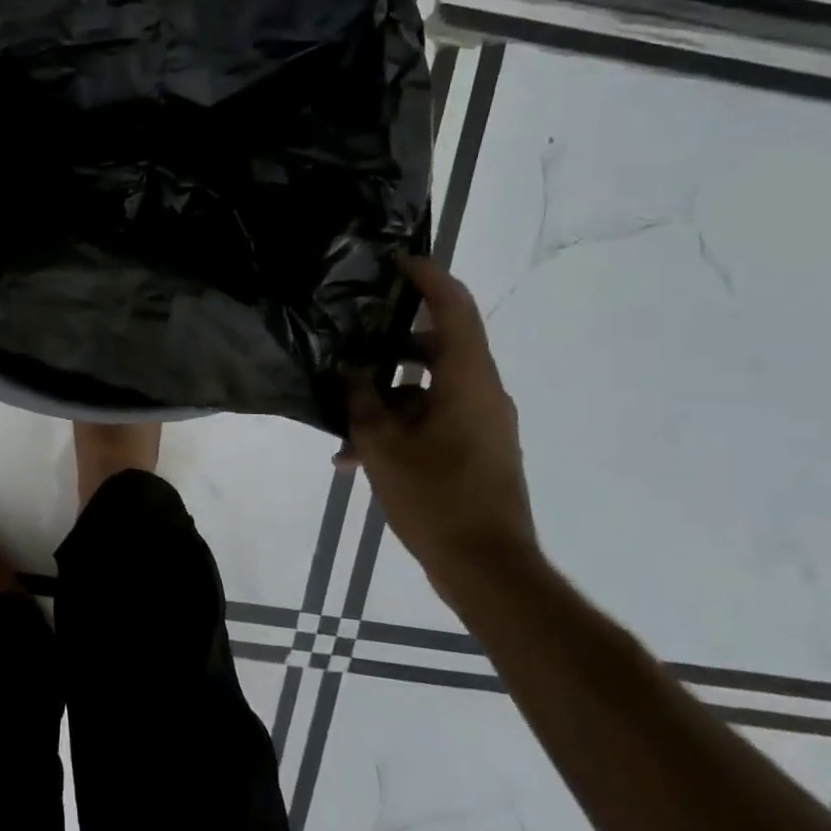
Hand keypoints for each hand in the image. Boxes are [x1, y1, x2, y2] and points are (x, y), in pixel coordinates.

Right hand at [340, 258, 540, 586]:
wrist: (488, 568)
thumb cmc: (437, 498)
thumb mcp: (382, 446)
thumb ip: (361, 400)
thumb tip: (349, 371)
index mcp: (468, 381)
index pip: (455, 308)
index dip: (428, 278)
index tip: (396, 262)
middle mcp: (482, 393)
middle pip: (438, 346)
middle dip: (391, 344)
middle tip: (352, 339)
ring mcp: (482, 423)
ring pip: (429, 389)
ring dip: (386, 398)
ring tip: (342, 423)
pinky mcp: (476, 449)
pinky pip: (434, 419)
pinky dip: (400, 426)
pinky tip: (357, 458)